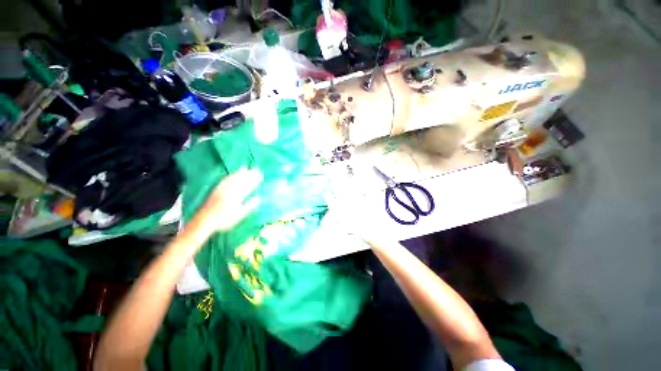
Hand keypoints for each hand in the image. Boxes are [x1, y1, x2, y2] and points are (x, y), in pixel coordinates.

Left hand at [194, 168, 262, 233]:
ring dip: (239, 172)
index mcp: (237, 196)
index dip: (255, 180)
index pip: (249, 186)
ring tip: (245, 167)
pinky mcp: (216, 190)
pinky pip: (224, 180)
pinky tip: (231, 174)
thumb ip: (249, 206)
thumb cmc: (224, 220)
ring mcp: (222, 189)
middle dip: (250, 174)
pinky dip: (229, 176)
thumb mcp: (239, 215)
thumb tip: (258, 198)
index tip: (261, 175)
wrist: (204, 220)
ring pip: (232, 178)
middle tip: (256, 169)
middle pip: (242, 180)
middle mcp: (230, 190)